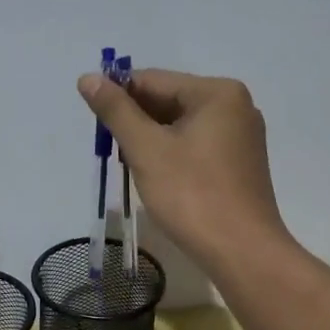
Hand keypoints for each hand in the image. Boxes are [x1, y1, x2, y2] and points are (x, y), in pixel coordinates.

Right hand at [77, 68, 289, 272]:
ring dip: (151, 141)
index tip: (94, 122)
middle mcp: (235, 106)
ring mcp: (241, 136)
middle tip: (112, 151)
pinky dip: (172, 155)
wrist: (242, 252)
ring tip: (132, 167)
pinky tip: (157, 177)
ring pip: (181, 126)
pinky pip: (197, 145)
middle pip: (169, 101)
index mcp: (217, 92)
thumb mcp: (146, 149)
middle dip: (136, 122)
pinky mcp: (240, 163)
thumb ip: (116, 110)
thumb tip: (88, 78)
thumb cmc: (191, 195)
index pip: (153, 80)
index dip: (118, 97)